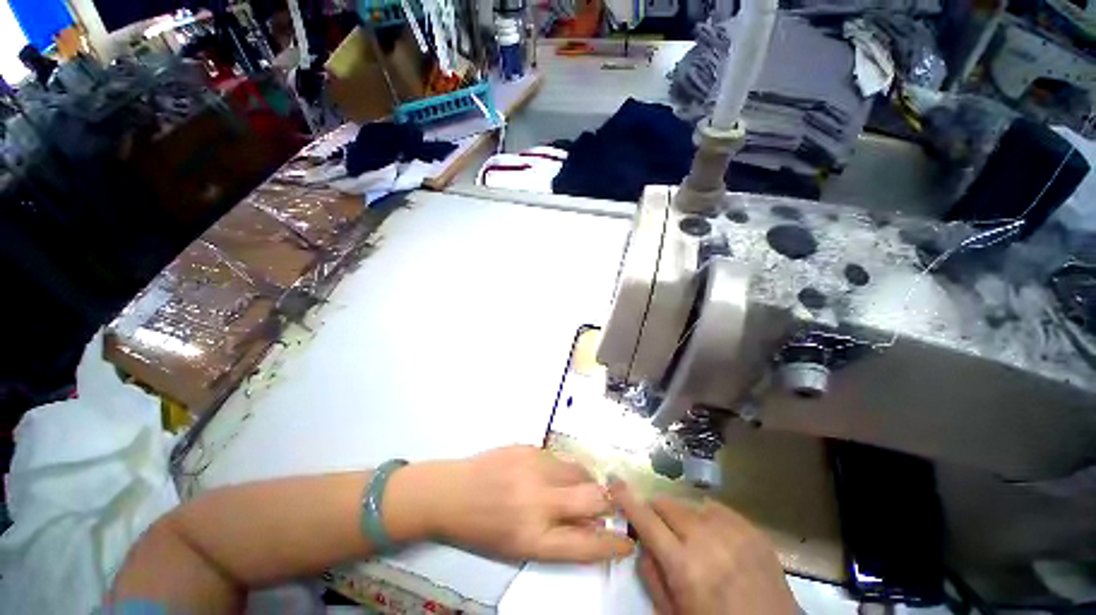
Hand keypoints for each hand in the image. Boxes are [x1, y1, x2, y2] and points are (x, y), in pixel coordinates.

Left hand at [417, 446, 634, 561]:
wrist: (451, 492)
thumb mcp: (519, 546)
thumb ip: (558, 536)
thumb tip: (592, 526)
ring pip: (580, 470)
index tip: (629, 539)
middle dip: (610, 501)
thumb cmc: (483, 528)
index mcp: (534, 537)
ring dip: (587, 481)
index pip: (587, 545)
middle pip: (594, 498)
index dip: (614, 543)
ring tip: (578, 486)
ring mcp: (535, 468)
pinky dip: (563, 469)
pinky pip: (559, 458)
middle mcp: (539, 501)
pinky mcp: (529, 447)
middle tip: (611, 502)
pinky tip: (550, 474)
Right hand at [610, 480, 796, 614]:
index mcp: (684, 566)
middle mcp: (707, 539)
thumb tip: (641, 541)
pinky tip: (714, 537)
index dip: (627, 499)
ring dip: (682, 516)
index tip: (614, 483)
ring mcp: (732, 530)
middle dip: (656, 512)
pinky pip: (715, 508)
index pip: (646, 520)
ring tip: (692, 539)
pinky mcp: (751, 528)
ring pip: (689, 504)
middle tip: (660, 529)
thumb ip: (651, 575)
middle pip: (666, 504)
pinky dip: (706, 517)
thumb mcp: (673, 614)